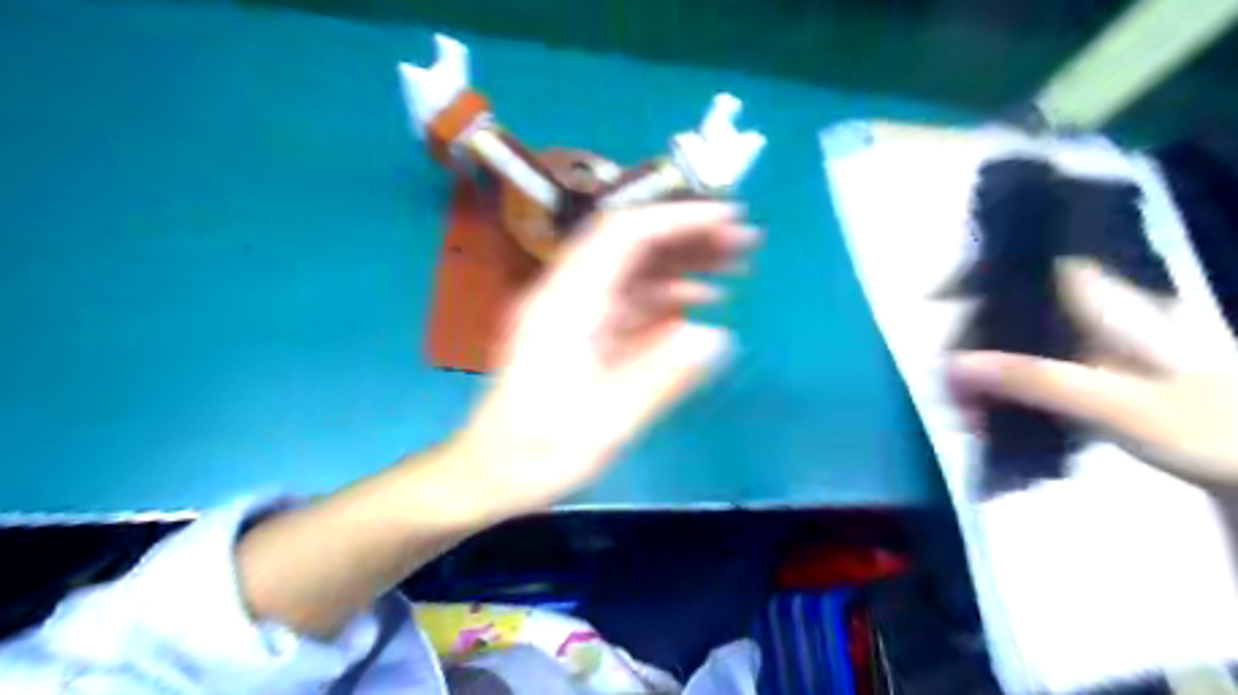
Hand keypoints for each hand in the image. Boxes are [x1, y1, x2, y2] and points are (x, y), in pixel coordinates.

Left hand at [446, 204, 754, 518]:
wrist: (491, 472)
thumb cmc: (540, 451)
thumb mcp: (607, 421)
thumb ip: (662, 375)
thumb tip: (716, 336)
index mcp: (566, 304)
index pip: (624, 235)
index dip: (677, 218)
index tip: (727, 217)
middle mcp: (568, 296)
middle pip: (631, 246)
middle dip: (688, 236)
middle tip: (743, 240)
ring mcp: (574, 314)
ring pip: (634, 273)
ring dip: (682, 265)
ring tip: (735, 266)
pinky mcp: (582, 334)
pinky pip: (629, 303)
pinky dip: (666, 299)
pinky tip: (700, 306)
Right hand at [951, 258, 1236, 488]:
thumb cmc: (1209, 430)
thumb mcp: (1118, 404)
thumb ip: (1036, 380)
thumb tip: (954, 363)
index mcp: (1118, 309)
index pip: (1038, 271)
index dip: (986, 274)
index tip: (938, 297)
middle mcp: (1108, 322)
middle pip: (1023, 313)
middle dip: (976, 340)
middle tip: (944, 379)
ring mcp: (1106, 355)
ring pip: (1027, 348)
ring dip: (989, 374)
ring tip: (962, 409)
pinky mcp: (1106, 386)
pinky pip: (1040, 379)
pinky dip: (1012, 395)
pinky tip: (994, 419)